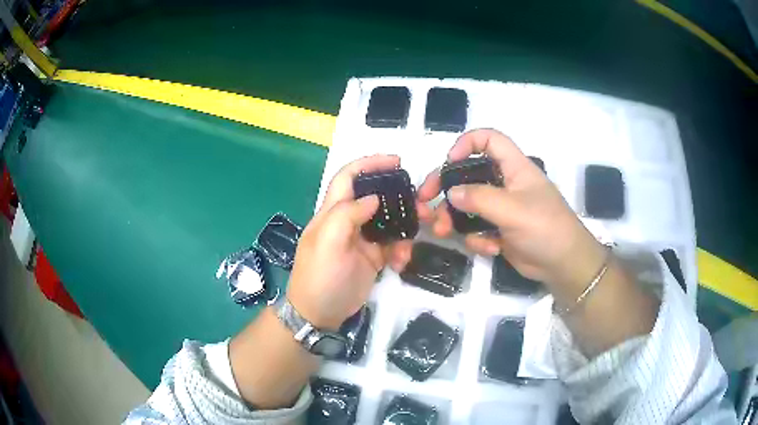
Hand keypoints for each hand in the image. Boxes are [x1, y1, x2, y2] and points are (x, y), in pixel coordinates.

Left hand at [287, 155, 412, 329]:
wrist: (319, 314)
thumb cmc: (319, 277)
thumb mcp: (328, 243)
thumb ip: (347, 215)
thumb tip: (373, 198)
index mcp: (333, 212)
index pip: (349, 177)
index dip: (369, 164)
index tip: (396, 162)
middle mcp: (348, 221)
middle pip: (375, 197)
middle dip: (398, 196)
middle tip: (421, 203)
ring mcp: (362, 240)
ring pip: (388, 221)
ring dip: (405, 226)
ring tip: (416, 236)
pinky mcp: (372, 258)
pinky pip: (392, 245)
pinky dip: (401, 250)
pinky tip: (401, 262)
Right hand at [418, 129, 606, 296]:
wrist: (563, 265)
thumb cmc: (545, 228)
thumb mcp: (513, 210)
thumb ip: (480, 198)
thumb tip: (450, 193)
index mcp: (514, 168)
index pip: (489, 140)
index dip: (467, 143)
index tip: (449, 163)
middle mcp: (505, 184)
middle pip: (468, 174)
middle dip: (444, 186)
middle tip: (424, 201)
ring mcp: (502, 208)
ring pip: (467, 204)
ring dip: (452, 217)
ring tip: (442, 231)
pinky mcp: (500, 230)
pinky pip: (477, 228)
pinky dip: (478, 239)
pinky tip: (490, 248)